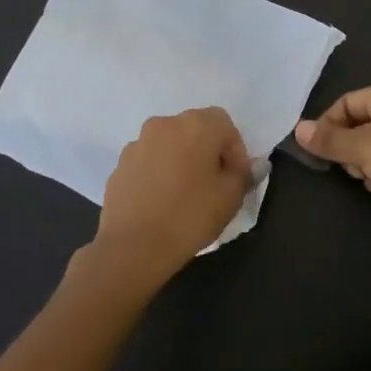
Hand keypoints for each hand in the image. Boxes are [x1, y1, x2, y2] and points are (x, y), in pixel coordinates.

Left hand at [89, 107, 251, 283]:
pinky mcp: (120, 164)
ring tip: (185, 194)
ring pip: (170, 145)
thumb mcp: (230, 198)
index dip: (235, 151)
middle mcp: (165, 124)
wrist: (132, 247)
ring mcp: (138, 143)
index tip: (237, 178)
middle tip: (214, 184)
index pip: (225, 125)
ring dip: (181, 160)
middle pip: (195, 130)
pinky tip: (161, 201)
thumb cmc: (189, 216)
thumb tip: (250, 165)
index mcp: (196, 125)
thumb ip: (243, 175)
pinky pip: (149, 161)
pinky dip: (159, 173)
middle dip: (208, 152)